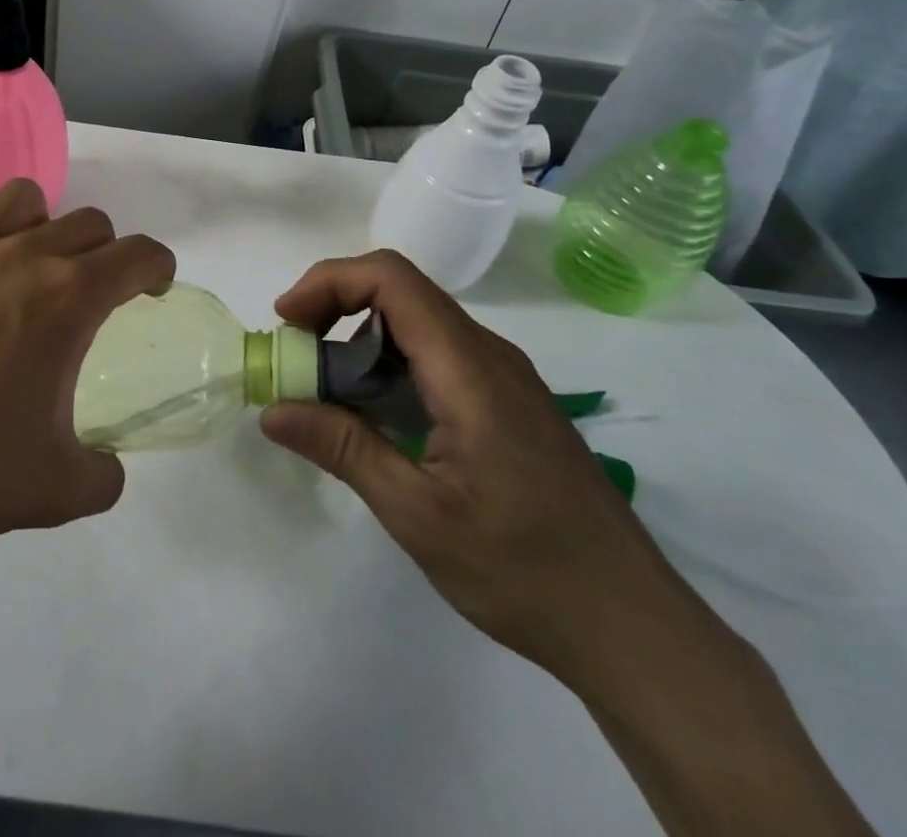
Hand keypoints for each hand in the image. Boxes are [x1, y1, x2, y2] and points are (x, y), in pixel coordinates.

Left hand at [0, 180, 175, 558]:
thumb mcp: (55, 491)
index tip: (151, 289)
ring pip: (23, 196)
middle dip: (104, 253)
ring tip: (26, 264)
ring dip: (40, 223)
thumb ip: (105, 476)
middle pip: (89, 221)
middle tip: (87, 295)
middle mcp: (22, 254)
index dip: (157, 267)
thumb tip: (111, 466)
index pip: (139, 253)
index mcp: (67, 298)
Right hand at [259, 251, 697, 687]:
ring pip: (417, 323)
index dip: (329, 282)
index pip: (392, 278)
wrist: (633, 627)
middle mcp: (489, 355)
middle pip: (401, 292)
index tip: (287, 322)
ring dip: (360, 338)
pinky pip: (437, 356)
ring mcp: (503, 377)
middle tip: (296, 357)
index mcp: (469, 369)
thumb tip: (273, 410)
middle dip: (335, 307)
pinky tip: (374, 416)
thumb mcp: (418, 514)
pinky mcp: (508, 403)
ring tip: (323, 389)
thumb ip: (343, 449)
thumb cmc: (524, 570)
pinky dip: (389, 365)